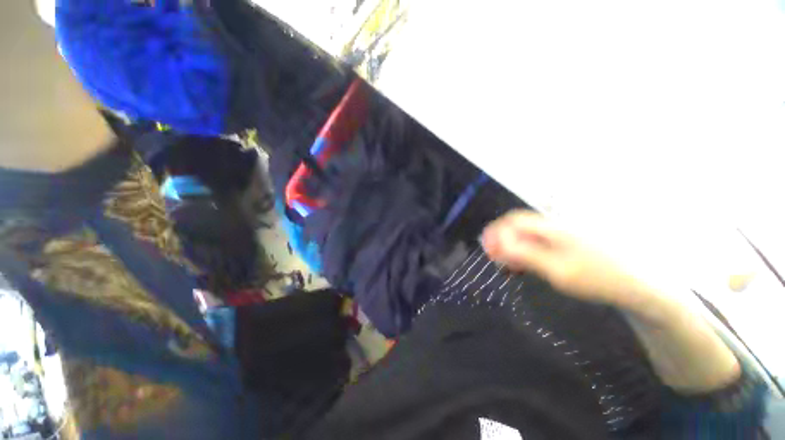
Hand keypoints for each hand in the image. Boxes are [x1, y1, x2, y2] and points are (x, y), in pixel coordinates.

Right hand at [482, 210, 654, 311]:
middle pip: (520, 226)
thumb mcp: (557, 270)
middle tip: (493, 256)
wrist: (640, 286)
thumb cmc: (599, 278)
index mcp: (554, 228)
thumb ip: (526, 255)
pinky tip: (524, 265)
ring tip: (506, 264)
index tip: (487, 246)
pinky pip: (540, 244)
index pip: (516, 220)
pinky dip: (527, 252)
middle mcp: (557, 226)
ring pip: (529, 236)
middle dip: (502, 239)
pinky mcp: (569, 245)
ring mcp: (564, 235)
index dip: (498, 231)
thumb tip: (499, 244)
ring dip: (514, 247)